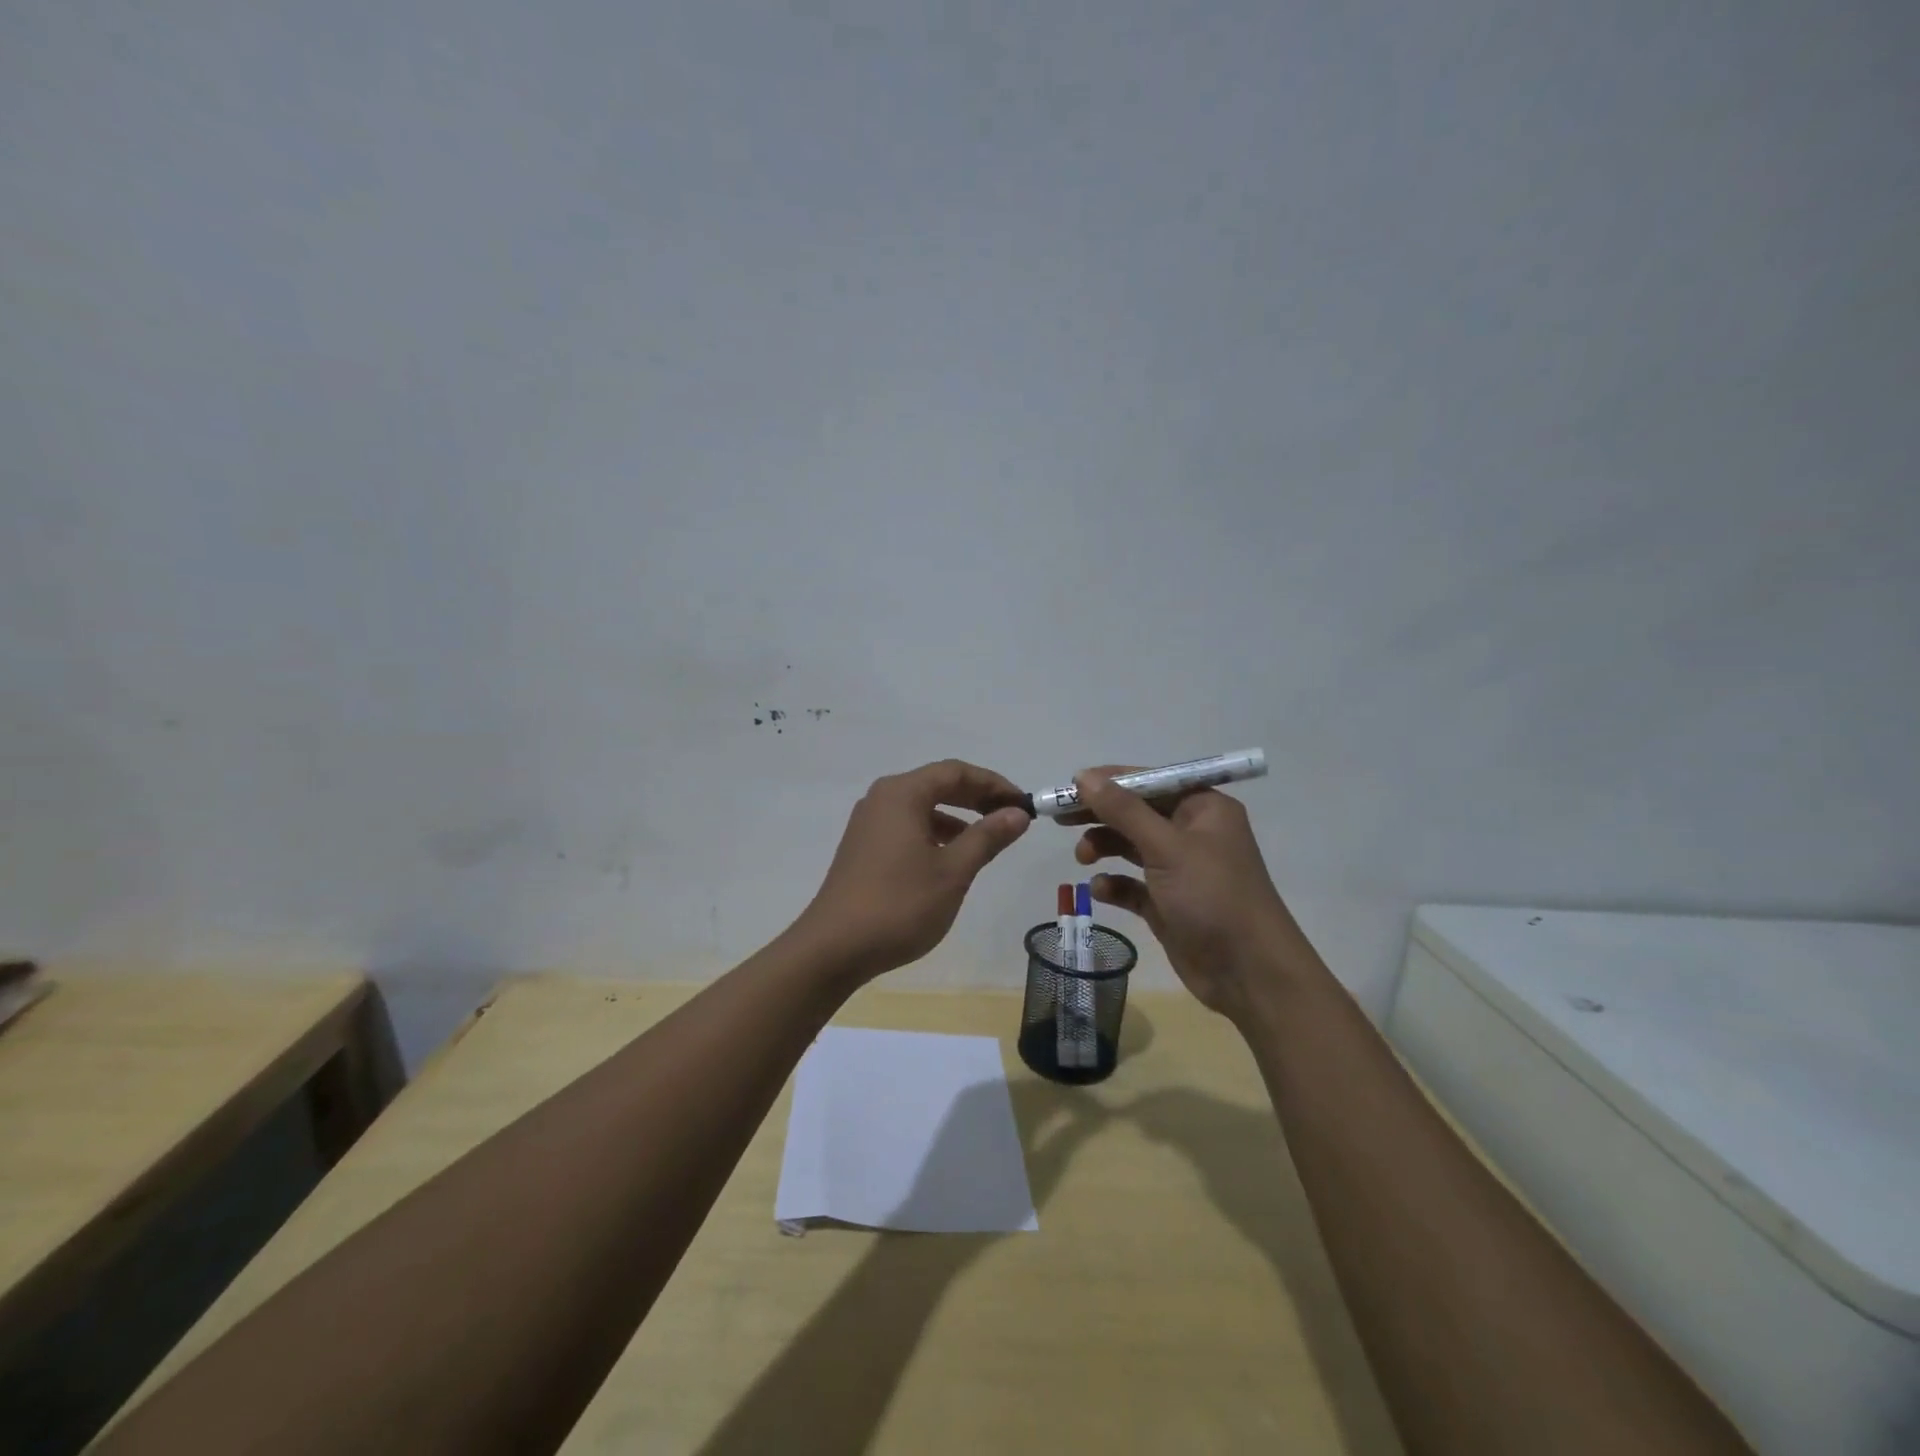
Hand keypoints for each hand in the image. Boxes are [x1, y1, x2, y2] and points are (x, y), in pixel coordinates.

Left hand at [795, 759, 1029, 980]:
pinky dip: (935, 834)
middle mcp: (882, 799)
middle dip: (977, 797)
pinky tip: (951, 858)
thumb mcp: (953, 871)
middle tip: (1011, 817)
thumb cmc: (899, 905)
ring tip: (987, 839)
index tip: (1023, 803)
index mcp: (902, 794)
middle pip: (938, 784)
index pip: (956, 772)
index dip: (993, 784)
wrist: (834, 948)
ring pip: (922, 807)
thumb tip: (1017, 812)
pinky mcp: (864, 848)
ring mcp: (869, 824)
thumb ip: (987, 837)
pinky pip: (907, 826)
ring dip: (957, 817)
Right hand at [1065, 768, 1314, 1018]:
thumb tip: (1084, 776)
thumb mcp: (1167, 847)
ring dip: (1104, 847)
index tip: (1069, 786)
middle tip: (1059, 818)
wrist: (1249, 972)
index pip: (1149, 781)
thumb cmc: (1213, 896)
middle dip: (1100, 814)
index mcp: (1202, 808)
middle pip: (1135, 812)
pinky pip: (1132, 884)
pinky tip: (1101, 889)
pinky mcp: (1168, 903)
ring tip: (1083, 858)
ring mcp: (1180, 870)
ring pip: (1131, 846)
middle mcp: (1192, 833)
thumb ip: (1123, 810)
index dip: (1109, 781)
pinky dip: (1115, 883)